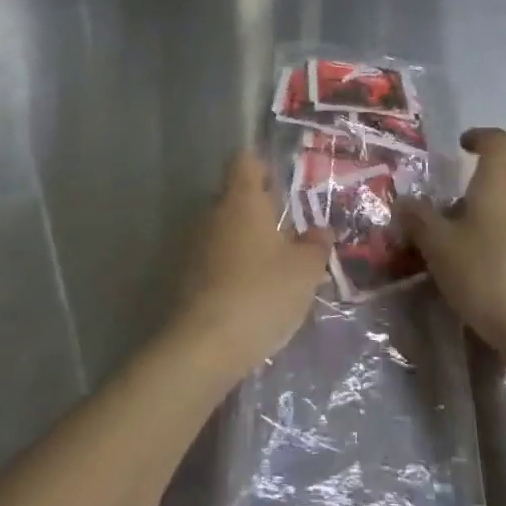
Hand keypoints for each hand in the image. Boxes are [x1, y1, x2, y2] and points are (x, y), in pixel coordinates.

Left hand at [170, 150, 331, 379]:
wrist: (205, 345)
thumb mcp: (305, 271)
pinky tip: (249, 297)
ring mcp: (194, 244)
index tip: (282, 190)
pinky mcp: (184, 275)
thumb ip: (316, 246)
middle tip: (286, 237)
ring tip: (271, 273)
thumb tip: (321, 231)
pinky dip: (229, 270)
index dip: (264, 169)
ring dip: (244, 244)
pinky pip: (212, 259)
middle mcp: (213, 212)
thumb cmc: (262, 293)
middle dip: (258, 213)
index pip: (246, 161)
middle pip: (235, 197)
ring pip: (224, 230)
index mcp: (242, 200)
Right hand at [401, 128, 505, 357]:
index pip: (497, 141)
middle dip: (474, 195)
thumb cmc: (484, 275)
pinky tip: (488, 276)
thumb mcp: (437, 246)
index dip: (478, 137)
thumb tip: (405, 201)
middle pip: (501, 182)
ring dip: (490, 222)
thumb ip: (419, 218)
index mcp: (499, 184)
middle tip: (447, 221)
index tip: (461, 147)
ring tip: (464, 253)